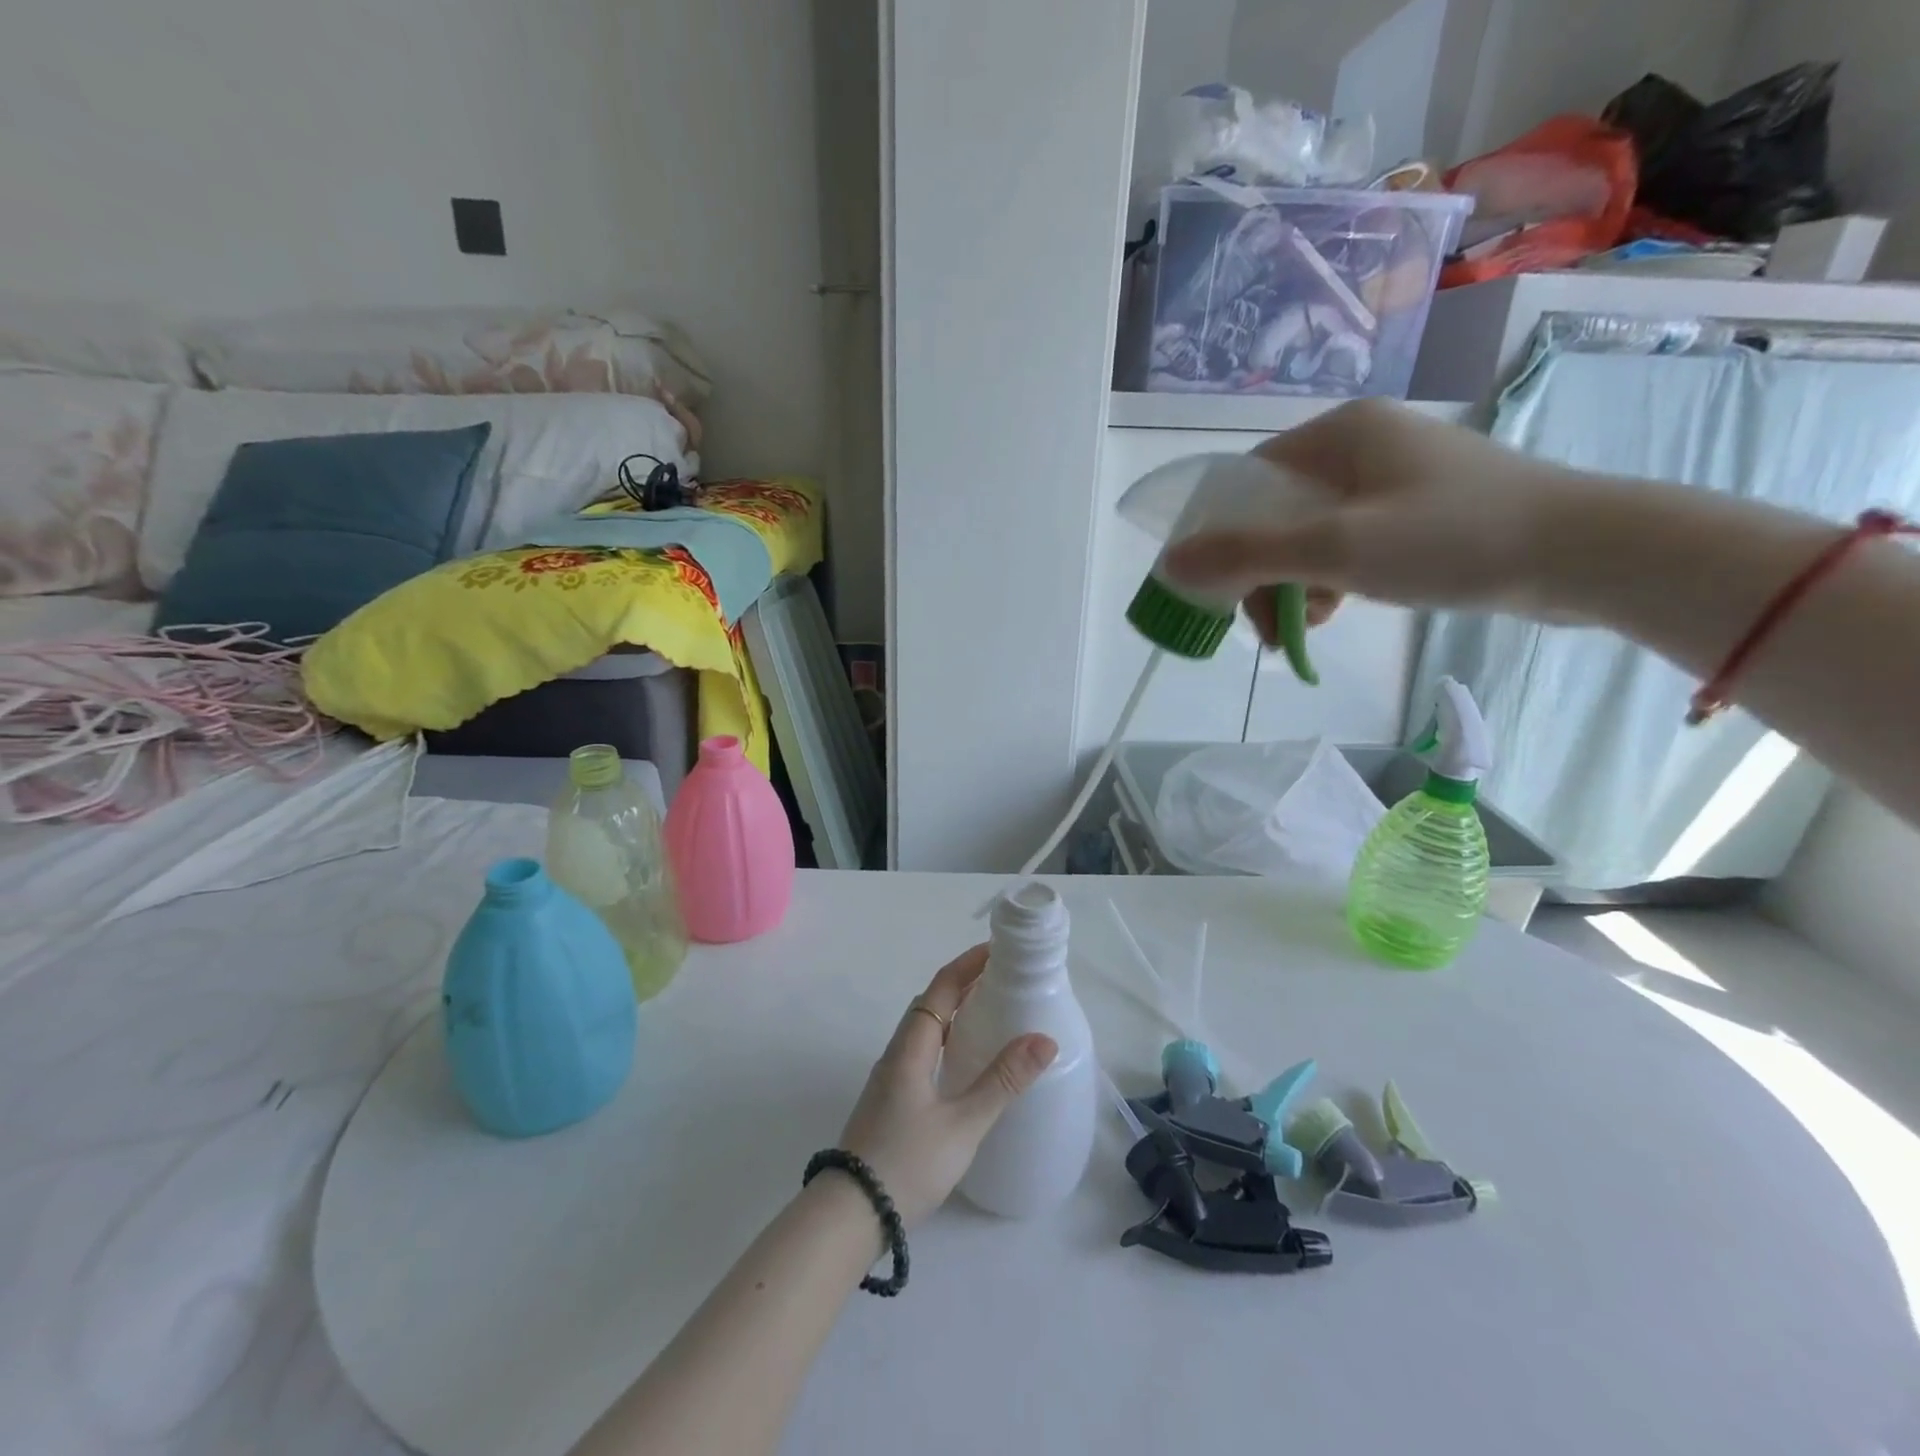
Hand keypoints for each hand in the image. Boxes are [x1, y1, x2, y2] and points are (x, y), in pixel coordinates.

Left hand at [837, 945, 1057, 1228]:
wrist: (850, 1215)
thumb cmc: (907, 1163)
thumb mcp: (963, 1124)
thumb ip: (1002, 1082)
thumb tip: (1043, 1039)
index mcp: (911, 1048)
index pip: (940, 988)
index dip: (968, 964)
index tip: (998, 949)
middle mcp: (897, 1054)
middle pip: (930, 1003)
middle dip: (963, 983)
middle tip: (1002, 978)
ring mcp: (890, 1078)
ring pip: (925, 1029)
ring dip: (953, 1011)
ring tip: (989, 1012)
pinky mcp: (890, 1101)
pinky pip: (922, 1052)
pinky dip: (946, 1040)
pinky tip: (963, 1061)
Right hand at [1161, 398, 1577, 637]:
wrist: (1585, 552)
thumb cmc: (1450, 538)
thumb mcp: (1334, 549)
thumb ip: (1245, 555)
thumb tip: (1169, 562)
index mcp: (1338, 433)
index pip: (1246, 481)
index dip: (1220, 536)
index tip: (1218, 591)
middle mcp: (1361, 445)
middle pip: (1275, 512)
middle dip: (1260, 573)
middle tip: (1264, 626)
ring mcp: (1392, 478)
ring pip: (1309, 534)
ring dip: (1291, 584)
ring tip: (1301, 628)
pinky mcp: (1417, 510)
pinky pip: (1345, 544)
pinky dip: (1328, 580)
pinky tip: (1332, 612)